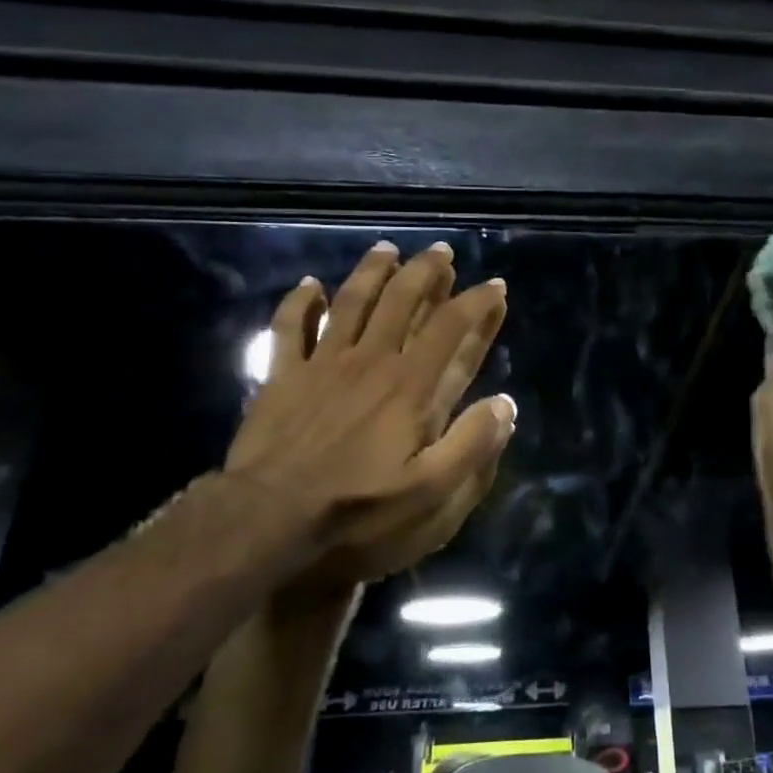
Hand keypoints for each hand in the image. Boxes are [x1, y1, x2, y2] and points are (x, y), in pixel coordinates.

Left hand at [223, 240, 513, 590]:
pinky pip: (289, 327)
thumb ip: (472, 447)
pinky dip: (300, 302)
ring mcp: (322, 365)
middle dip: (426, 271)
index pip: (451, 330)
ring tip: (387, 249)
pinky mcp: (281, 377)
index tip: (495, 286)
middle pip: (401, 301)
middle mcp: (370, 362)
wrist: (267, 523)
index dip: (477, 303)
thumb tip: (505, 404)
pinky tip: (309, 284)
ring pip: (351, 302)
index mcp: (410, 388)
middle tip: (442, 250)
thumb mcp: (431, 497)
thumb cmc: (357, 513)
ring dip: (372, 272)